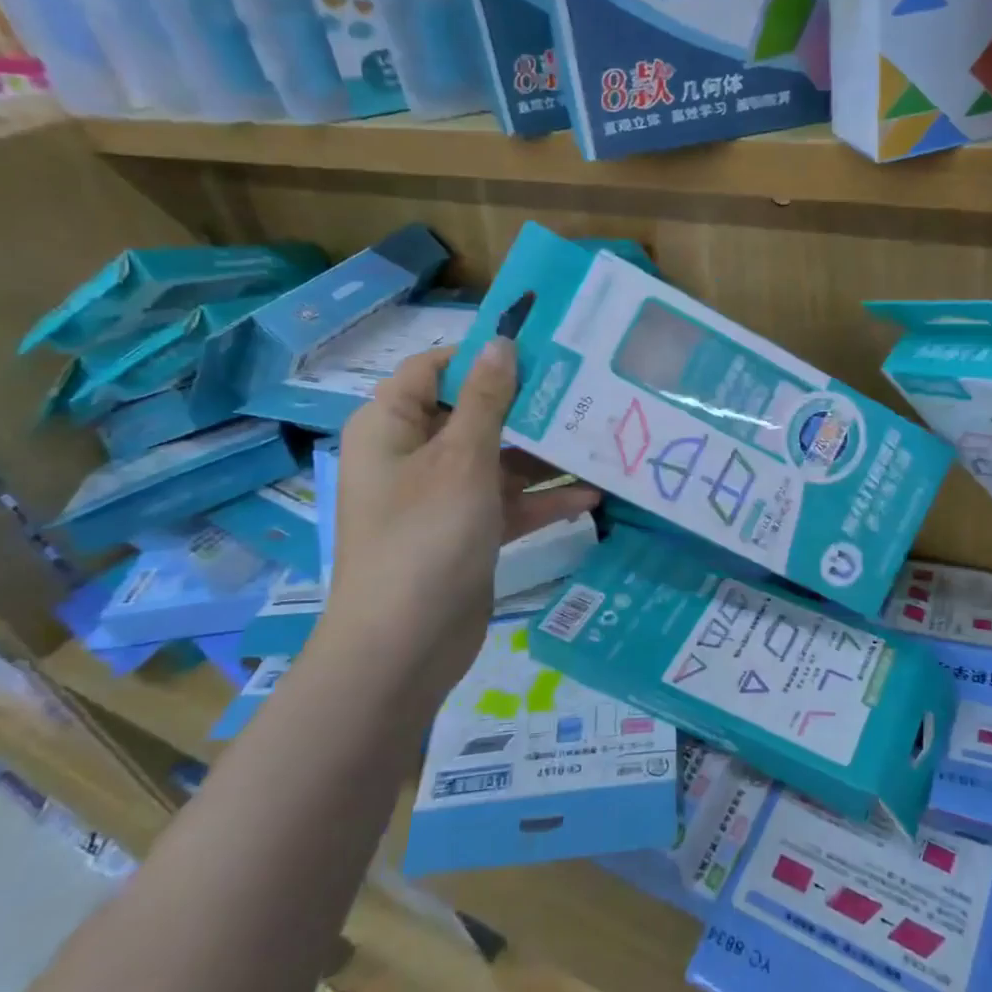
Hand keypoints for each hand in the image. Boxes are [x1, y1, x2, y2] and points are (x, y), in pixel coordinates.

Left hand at [326, 340, 599, 695]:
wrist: (404, 649)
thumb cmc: (426, 537)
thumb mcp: (461, 459)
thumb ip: (485, 399)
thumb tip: (499, 342)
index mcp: (392, 427)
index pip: (435, 369)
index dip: (482, 355)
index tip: (538, 347)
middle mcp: (414, 455)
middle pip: (474, 413)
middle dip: (527, 406)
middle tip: (584, 388)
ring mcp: (441, 497)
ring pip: (497, 460)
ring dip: (543, 456)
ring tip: (599, 438)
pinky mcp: (467, 533)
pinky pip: (507, 503)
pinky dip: (541, 499)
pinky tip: (591, 496)